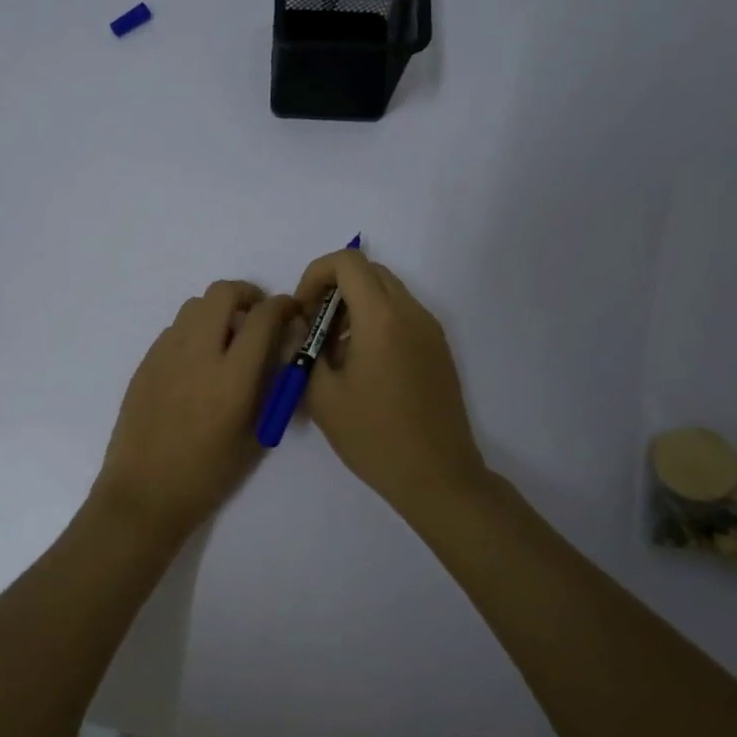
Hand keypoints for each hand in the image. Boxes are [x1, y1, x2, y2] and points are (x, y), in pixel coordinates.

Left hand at [89, 280, 297, 550]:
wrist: (144, 493)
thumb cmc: (208, 475)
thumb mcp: (256, 435)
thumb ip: (272, 387)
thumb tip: (281, 349)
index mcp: (232, 378)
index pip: (263, 317)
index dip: (283, 306)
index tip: (290, 311)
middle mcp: (198, 354)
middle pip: (223, 293)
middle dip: (248, 294)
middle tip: (257, 316)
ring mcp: (166, 354)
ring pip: (195, 305)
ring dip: (218, 310)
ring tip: (228, 339)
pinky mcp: (146, 362)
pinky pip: (175, 328)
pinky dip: (195, 330)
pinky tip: (199, 361)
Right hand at [293, 248, 489, 517]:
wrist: (437, 475)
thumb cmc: (373, 436)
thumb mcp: (322, 396)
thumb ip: (302, 350)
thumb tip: (298, 324)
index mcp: (381, 318)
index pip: (347, 261)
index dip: (316, 275)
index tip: (303, 312)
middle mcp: (411, 312)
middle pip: (369, 271)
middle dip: (334, 288)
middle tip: (314, 328)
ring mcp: (430, 330)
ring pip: (387, 291)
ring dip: (355, 304)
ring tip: (335, 350)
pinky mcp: (438, 348)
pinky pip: (402, 314)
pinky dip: (376, 320)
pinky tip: (363, 364)